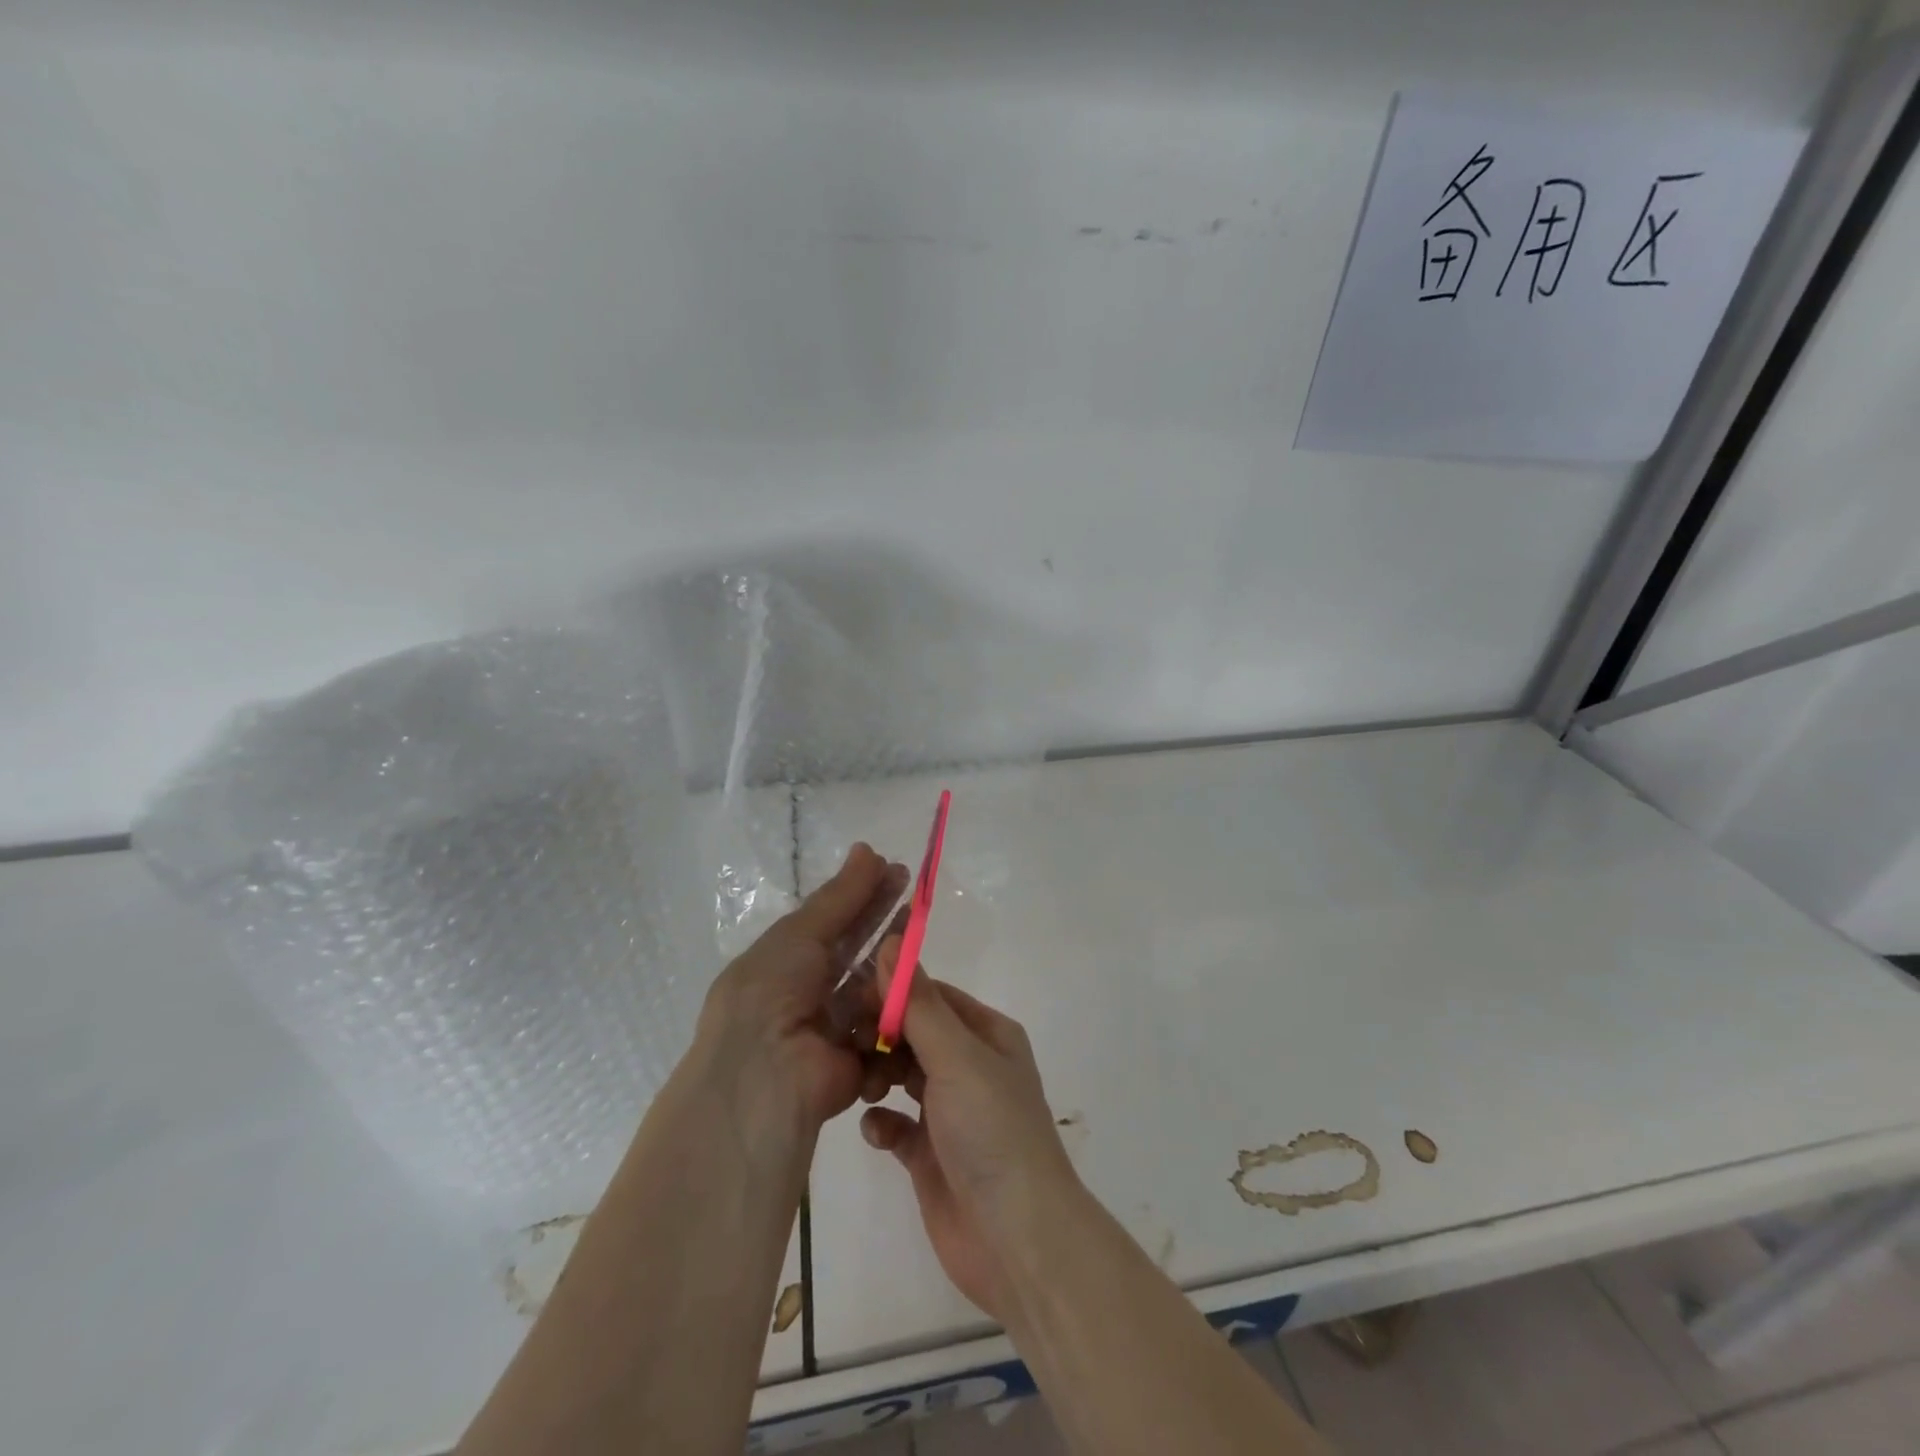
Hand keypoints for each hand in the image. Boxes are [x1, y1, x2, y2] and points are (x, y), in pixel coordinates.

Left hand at [693, 844, 907, 1139]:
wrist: (762, 1077)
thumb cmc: (772, 992)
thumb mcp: (800, 934)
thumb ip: (840, 896)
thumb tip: (868, 848)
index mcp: (784, 962)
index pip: (833, 921)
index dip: (864, 895)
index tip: (897, 871)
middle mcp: (806, 993)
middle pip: (857, 952)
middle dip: (886, 925)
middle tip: (917, 896)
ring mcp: (831, 1030)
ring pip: (873, 991)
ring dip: (890, 973)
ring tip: (909, 955)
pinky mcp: (855, 1065)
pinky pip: (883, 1033)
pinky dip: (889, 1016)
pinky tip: (899, 999)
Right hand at [859, 940, 1081, 1321]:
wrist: (1016, 1240)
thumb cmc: (992, 1132)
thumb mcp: (957, 1058)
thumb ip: (918, 1004)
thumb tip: (890, 942)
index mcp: (986, 1034)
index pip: (931, 996)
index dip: (892, 992)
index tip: (848, 996)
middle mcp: (969, 1066)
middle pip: (912, 1033)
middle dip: (879, 1035)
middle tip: (843, 1042)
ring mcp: (950, 1111)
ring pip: (900, 1075)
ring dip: (876, 1075)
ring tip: (860, 1086)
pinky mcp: (930, 1154)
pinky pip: (895, 1124)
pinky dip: (881, 1122)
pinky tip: (875, 1130)